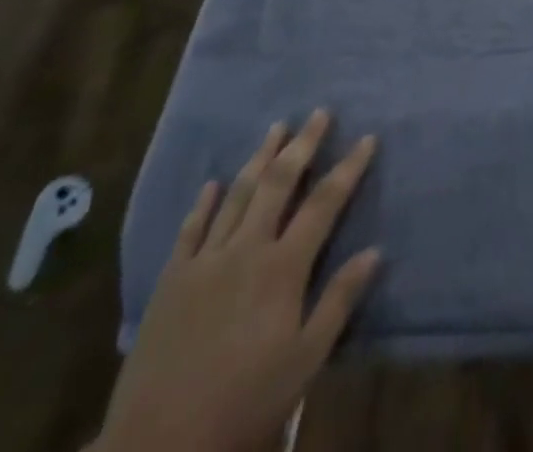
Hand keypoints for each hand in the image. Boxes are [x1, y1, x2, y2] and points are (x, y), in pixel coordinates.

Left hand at [94, 112, 380, 451]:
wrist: (158, 449)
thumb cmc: (244, 406)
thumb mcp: (304, 362)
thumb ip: (339, 301)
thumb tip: (375, 251)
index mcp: (283, 268)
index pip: (325, 202)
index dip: (349, 168)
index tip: (367, 138)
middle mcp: (246, 250)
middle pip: (279, 183)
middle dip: (303, 144)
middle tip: (320, 113)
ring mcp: (205, 262)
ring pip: (237, 195)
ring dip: (260, 158)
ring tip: (276, 128)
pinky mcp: (170, 281)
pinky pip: (190, 229)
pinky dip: (204, 203)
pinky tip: (212, 183)